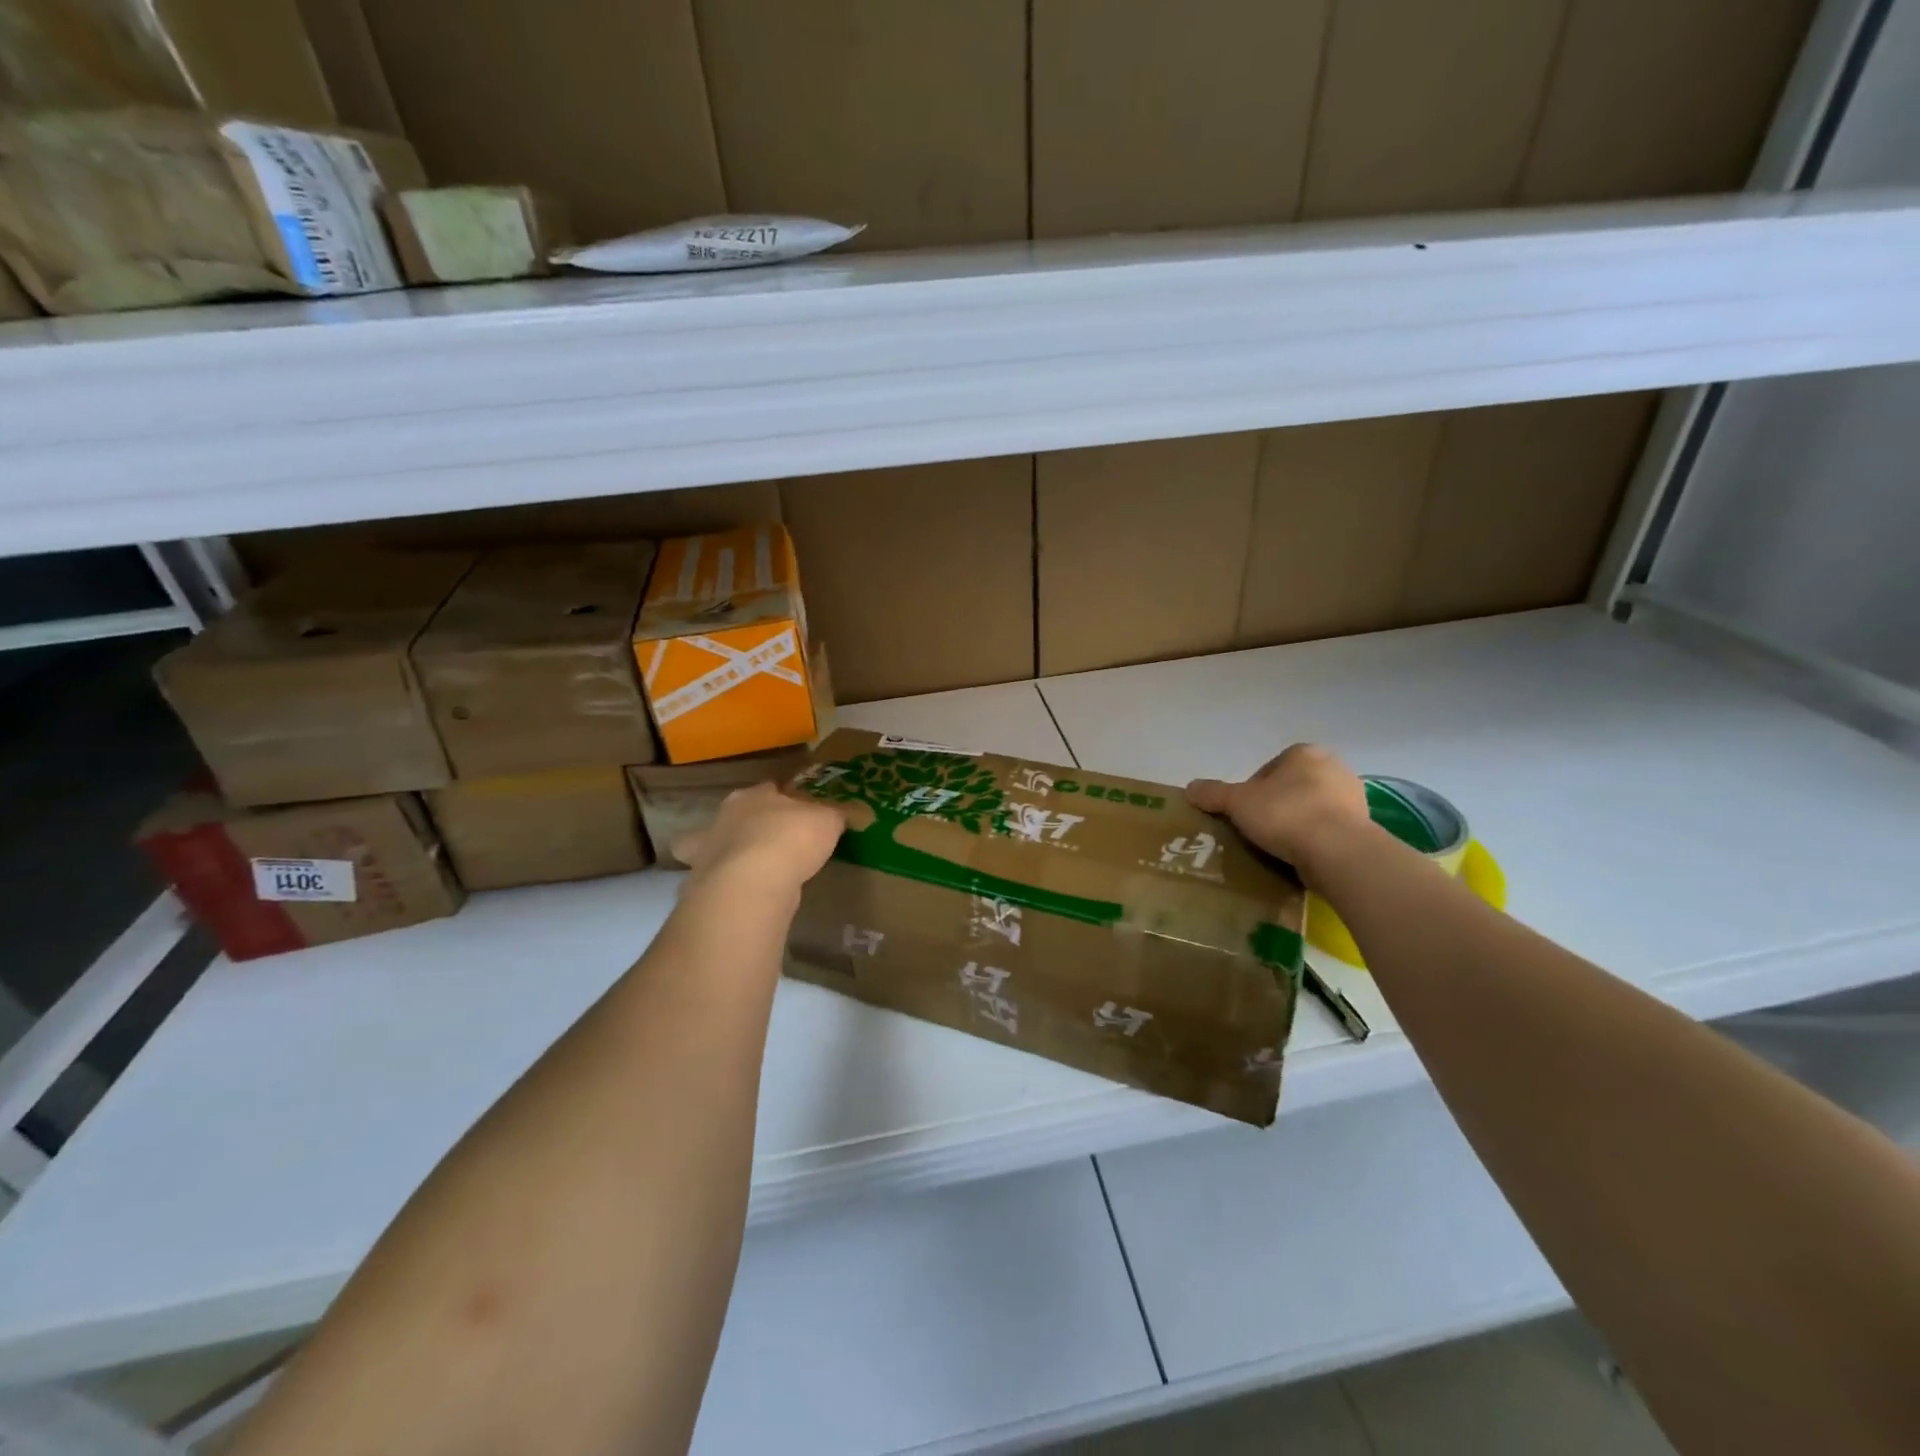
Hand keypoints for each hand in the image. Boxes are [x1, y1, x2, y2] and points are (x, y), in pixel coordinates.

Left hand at [672, 782, 845, 894]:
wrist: (752, 882)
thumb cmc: (791, 839)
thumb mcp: (828, 821)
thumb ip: (835, 815)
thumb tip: (847, 813)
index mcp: (755, 794)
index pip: (771, 789)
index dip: (787, 799)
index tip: (802, 812)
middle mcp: (726, 815)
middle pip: (742, 814)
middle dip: (756, 824)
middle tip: (779, 840)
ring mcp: (709, 848)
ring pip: (719, 844)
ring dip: (734, 852)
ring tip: (755, 869)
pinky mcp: (701, 881)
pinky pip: (714, 878)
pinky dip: (724, 883)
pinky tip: (737, 892)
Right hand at [1187, 744, 1370, 879]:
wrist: (1338, 851)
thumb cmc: (1285, 815)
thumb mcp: (1237, 802)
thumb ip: (1213, 793)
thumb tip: (1190, 788)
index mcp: (1303, 753)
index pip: (1268, 769)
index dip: (1250, 791)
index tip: (1242, 813)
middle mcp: (1333, 767)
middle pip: (1290, 787)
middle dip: (1275, 806)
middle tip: (1257, 830)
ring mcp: (1353, 797)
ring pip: (1311, 808)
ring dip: (1296, 823)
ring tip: (1278, 847)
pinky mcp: (1363, 826)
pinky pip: (1329, 830)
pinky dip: (1314, 840)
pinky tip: (1301, 856)